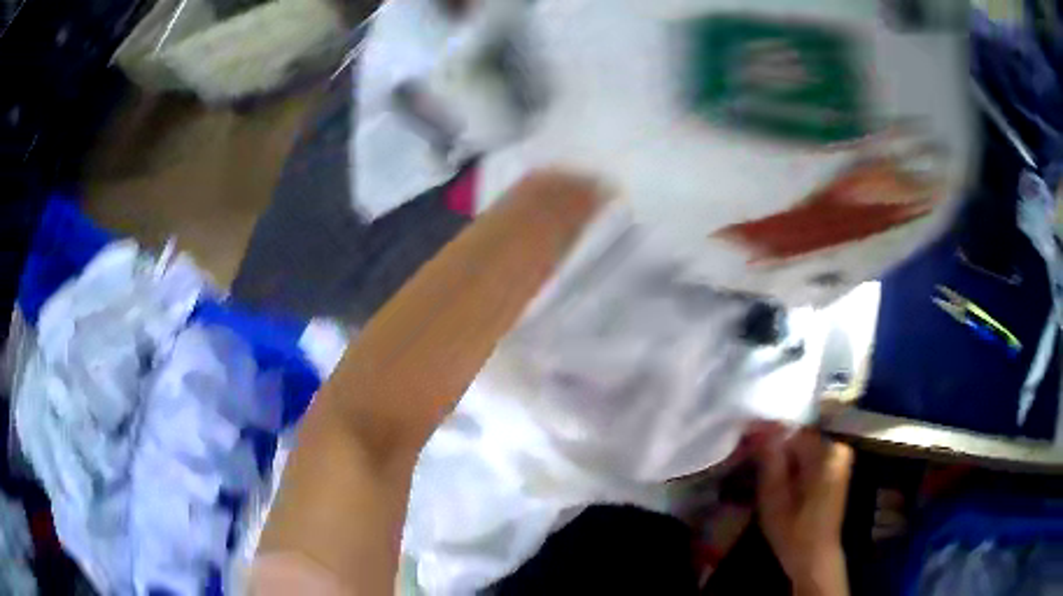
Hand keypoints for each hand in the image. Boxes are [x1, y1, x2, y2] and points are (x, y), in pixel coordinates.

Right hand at [756, 429, 852, 595]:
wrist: (815, 556)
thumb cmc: (793, 532)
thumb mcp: (774, 498)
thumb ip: (769, 460)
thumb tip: (761, 427)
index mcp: (826, 453)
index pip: (791, 431)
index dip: (766, 433)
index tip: (743, 437)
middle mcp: (838, 448)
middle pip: (798, 436)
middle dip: (773, 443)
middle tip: (748, 454)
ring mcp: (839, 457)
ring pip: (802, 445)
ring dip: (781, 452)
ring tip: (758, 464)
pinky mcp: (836, 467)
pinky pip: (810, 454)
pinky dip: (792, 460)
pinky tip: (776, 473)